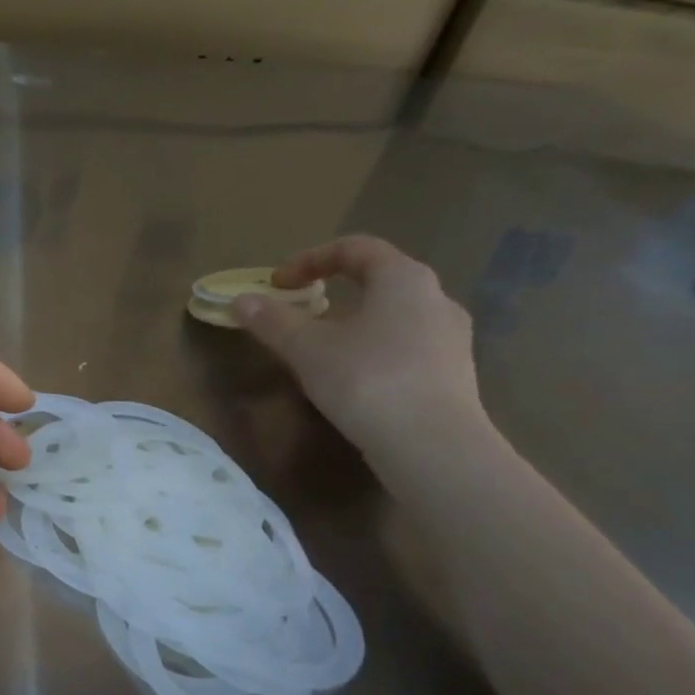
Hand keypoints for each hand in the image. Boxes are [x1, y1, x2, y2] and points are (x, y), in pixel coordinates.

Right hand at [231, 236, 484, 464]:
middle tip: (299, 312)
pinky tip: (353, 378)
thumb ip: (272, 321)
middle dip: (333, 291)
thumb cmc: (366, 380)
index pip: (356, 248)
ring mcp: (451, 337)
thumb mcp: (306, 349)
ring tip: (322, 348)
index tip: (278, 283)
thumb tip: (240, 301)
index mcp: (403, 278)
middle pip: (378, 279)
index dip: (310, 259)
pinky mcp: (454, 373)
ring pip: (393, 315)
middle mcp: (436, 298)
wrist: (432, 446)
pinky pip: (406, 345)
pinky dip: (373, 348)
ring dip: (354, 322)